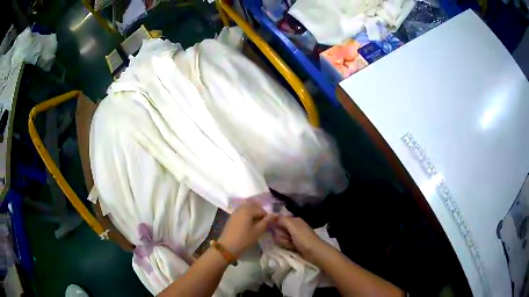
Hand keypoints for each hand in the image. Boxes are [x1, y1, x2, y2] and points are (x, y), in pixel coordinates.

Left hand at [218, 201, 277, 256]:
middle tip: (262, 225)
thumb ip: (267, 221)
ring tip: (256, 226)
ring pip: (248, 210)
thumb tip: (276, 214)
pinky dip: (247, 216)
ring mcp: (235, 212)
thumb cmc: (244, 239)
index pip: (262, 210)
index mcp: (248, 209)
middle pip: (254, 207)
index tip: (268, 226)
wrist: (227, 247)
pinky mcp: (232, 217)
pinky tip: (248, 226)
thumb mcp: (258, 231)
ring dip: (253, 215)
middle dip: (260, 214)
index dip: (267, 217)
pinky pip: (242, 213)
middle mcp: (241, 208)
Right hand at [271, 216, 327, 263]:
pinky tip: (291, 248)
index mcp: (294, 220)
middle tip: (287, 238)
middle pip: (279, 229)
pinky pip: (285, 243)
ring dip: (284, 241)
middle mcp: (294, 226)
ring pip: (281, 237)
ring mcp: (294, 236)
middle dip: (281, 235)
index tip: (275, 229)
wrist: (314, 252)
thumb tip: (272, 216)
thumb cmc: (304, 238)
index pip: (279, 219)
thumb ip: (282, 220)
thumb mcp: (293, 227)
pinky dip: (287, 245)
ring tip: (291, 244)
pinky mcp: (294, 243)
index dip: (276, 225)